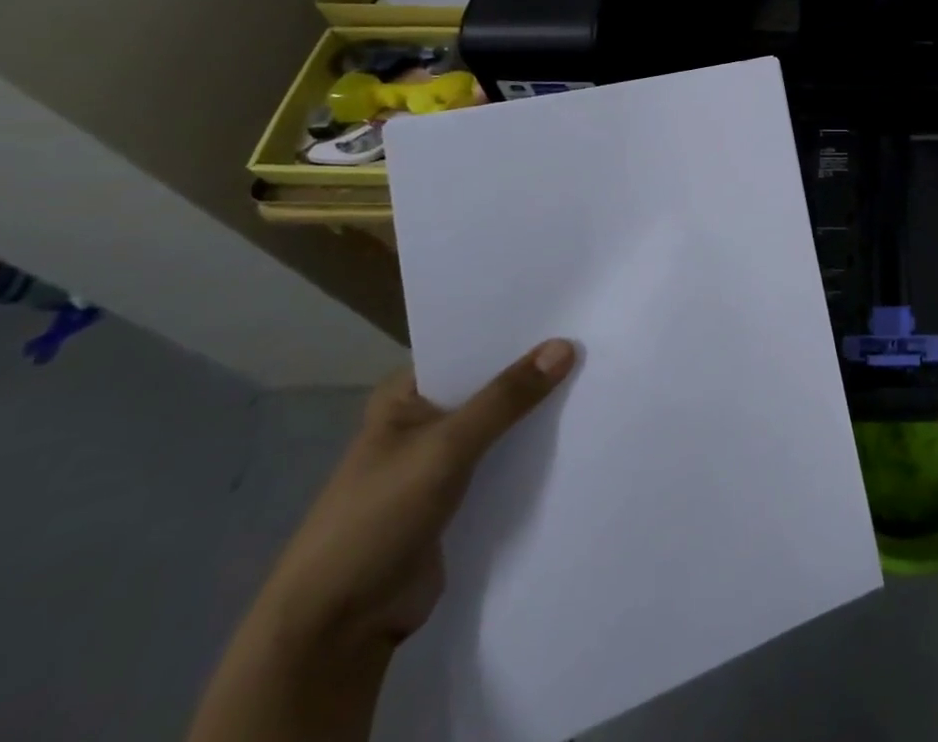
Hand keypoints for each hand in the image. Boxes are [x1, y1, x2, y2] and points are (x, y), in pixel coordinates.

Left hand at [189, 340, 577, 741]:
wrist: (338, 628)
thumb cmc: (378, 517)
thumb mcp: (446, 448)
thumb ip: (506, 398)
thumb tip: (565, 346)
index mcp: (407, 394)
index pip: (470, 346)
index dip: (516, 330)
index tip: (569, 309)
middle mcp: (426, 418)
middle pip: (491, 384)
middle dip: (534, 370)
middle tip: (595, 339)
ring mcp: (443, 459)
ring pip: (502, 423)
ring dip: (538, 412)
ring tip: (599, 376)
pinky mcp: (461, 496)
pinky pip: (506, 460)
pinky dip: (534, 450)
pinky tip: (578, 430)